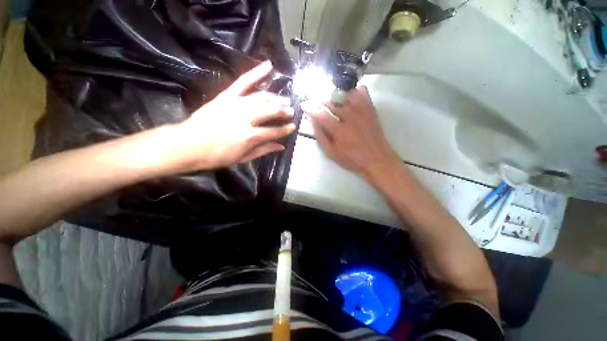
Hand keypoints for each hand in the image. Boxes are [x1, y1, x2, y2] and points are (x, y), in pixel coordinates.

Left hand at [170, 61, 295, 171]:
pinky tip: (269, 65)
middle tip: (291, 111)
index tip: (293, 127)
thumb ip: (263, 150)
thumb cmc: (217, 156)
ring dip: (276, 97)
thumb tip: (281, 146)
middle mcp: (246, 117)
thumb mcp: (243, 158)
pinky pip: (244, 81)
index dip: (286, 129)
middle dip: (284, 110)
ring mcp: (236, 103)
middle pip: (271, 110)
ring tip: (284, 99)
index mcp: (250, 136)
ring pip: (262, 96)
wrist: (188, 145)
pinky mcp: (227, 95)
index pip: (274, 131)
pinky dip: (257, 72)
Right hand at [302, 86, 399, 178]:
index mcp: (339, 130)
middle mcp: (350, 117)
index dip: (310, 109)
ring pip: (346, 95)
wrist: (376, 159)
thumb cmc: (352, 159)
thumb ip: (321, 137)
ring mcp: (362, 112)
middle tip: (320, 104)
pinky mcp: (371, 110)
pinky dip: (355, 91)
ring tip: (333, 100)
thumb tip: (313, 123)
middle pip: (333, 102)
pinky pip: (363, 94)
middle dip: (323, 101)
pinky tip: (351, 95)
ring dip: (337, 96)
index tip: (304, 105)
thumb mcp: (332, 153)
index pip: (321, 115)